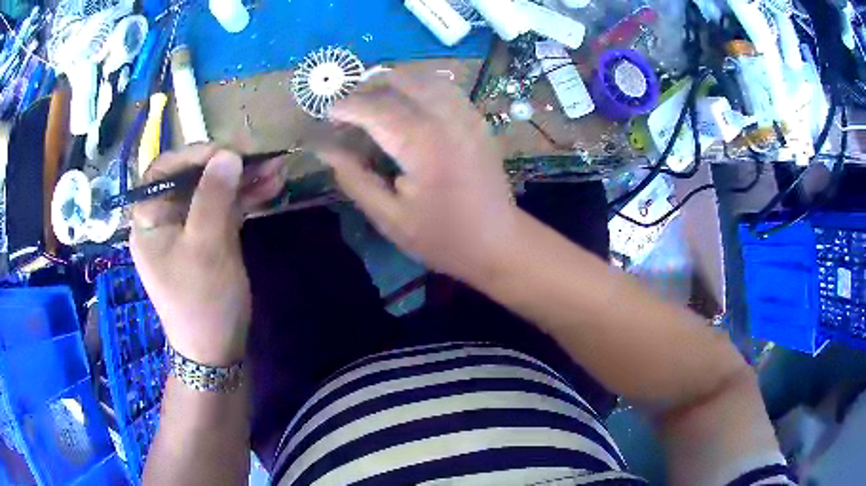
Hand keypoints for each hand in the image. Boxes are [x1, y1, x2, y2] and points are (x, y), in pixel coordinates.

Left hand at [131, 145, 250, 365]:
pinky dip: (245, 198)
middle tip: (260, 158)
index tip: (227, 153)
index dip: (193, 155)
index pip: (164, 171)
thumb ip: (214, 198)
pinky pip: (223, 209)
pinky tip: (271, 186)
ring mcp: (187, 228)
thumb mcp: (207, 248)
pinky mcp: (207, 238)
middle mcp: (164, 219)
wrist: (216, 350)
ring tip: (277, 168)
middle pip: (192, 178)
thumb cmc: (202, 302)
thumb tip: (228, 154)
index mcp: (149, 220)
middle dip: (227, 166)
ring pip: (212, 192)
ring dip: (243, 180)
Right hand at [319, 69, 515, 282]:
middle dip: (366, 89)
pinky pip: (442, 87)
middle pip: (398, 80)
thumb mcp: (388, 217)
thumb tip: (325, 149)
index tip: (327, 119)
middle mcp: (446, 117)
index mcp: (421, 143)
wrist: (498, 242)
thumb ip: (354, 178)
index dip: (345, 107)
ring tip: (373, 105)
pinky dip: (417, 87)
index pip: (373, 107)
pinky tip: (406, 106)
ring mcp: (466, 113)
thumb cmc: (441, 237)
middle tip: (349, 113)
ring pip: (422, 77)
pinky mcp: (476, 118)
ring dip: (392, 83)